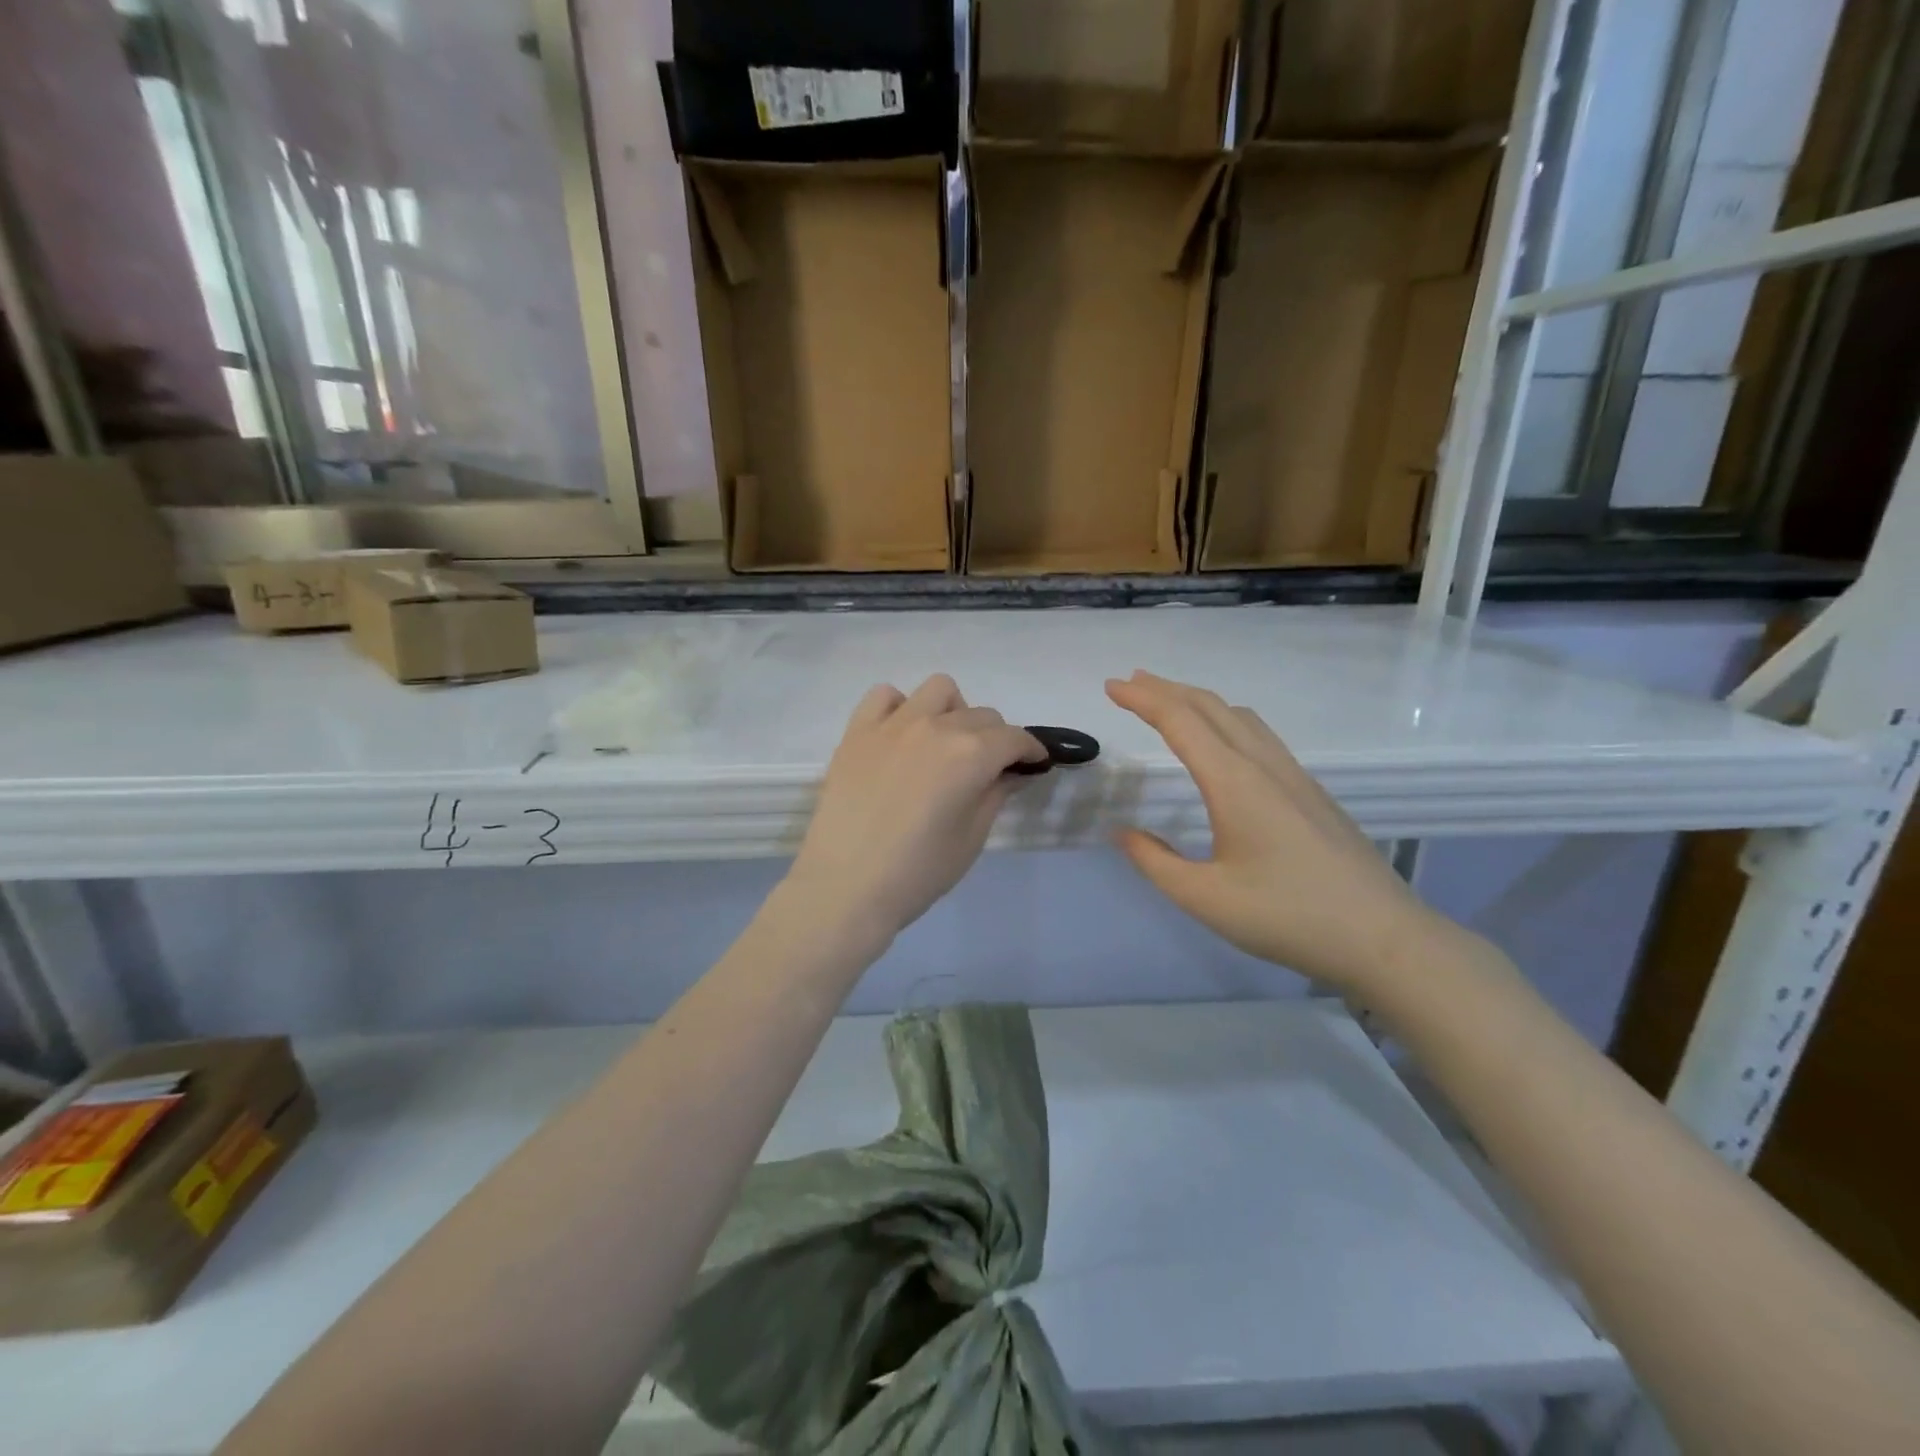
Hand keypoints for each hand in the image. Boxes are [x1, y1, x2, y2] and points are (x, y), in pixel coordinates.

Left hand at [785, 675, 1045, 950]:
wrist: (844, 887)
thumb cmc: (917, 872)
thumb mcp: (971, 837)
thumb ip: (996, 794)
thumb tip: (1012, 771)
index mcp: (970, 754)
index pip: (1014, 738)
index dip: (1030, 751)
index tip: (1033, 765)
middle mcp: (935, 727)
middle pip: (981, 715)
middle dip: (996, 739)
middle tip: (988, 770)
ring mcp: (893, 724)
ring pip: (938, 691)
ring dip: (953, 712)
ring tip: (945, 745)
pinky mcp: (857, 731)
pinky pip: (885, 696)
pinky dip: (901, 708)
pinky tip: (901, 737)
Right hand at [1106, 670, 1451, 992]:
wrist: (1383, 937)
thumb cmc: (1287, 916)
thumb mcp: (1205, 898)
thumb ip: (1156, 861)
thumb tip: (1122, 833)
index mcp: (1234, 782)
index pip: (1180, 721)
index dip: (1143, 699)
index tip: (1111, 686)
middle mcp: (1264, 765)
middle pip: (1210, 707)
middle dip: (1166, 689)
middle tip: (1130, 682)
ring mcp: (1293, 776)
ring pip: (1239, 717)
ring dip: (1198, 701)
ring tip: (1169, 702)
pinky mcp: (1310, 792)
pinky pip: (1260, 735)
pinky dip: (1225, 720)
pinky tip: (1222, 743)